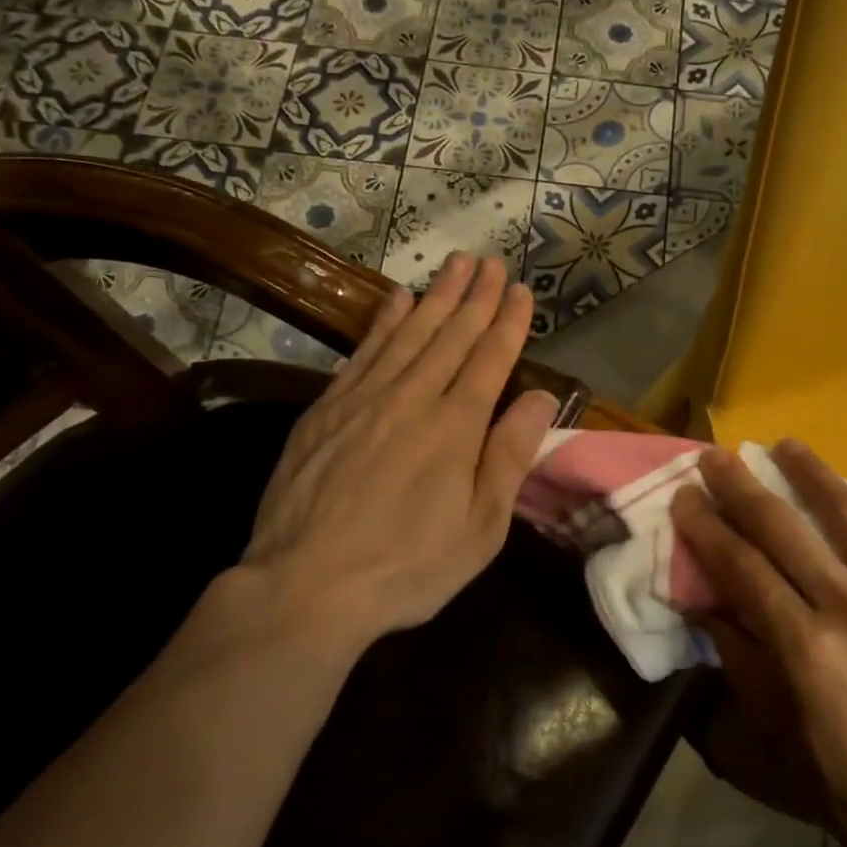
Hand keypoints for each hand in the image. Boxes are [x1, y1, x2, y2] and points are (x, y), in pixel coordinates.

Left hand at [221, 252, 558, 661]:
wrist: (306, 585)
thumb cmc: (408, 565)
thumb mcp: (480, 527)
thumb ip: (510, 456)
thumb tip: (540, 397)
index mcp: (456, 426)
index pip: (490, 358)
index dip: (508, 322)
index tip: (520, 290)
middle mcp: (413, 398)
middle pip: (451, 335)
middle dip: (476, 296)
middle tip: (492, 261)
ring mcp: (365, 398)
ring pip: (410, 333)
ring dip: (436, 295)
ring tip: (455, 264)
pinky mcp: (327, 409)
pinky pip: (364, 351)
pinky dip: (384, 321)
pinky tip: (397, 300)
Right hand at [669, 442, 846, 846]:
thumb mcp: (783, 750)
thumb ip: (743, 669)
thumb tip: (707, 608)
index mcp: (808, 651)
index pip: (741, 567)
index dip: (707, 526)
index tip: (686, 496)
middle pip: (784, 527)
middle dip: (741, 485)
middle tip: (718, 456)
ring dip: (811, 473)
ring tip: (788, 446)